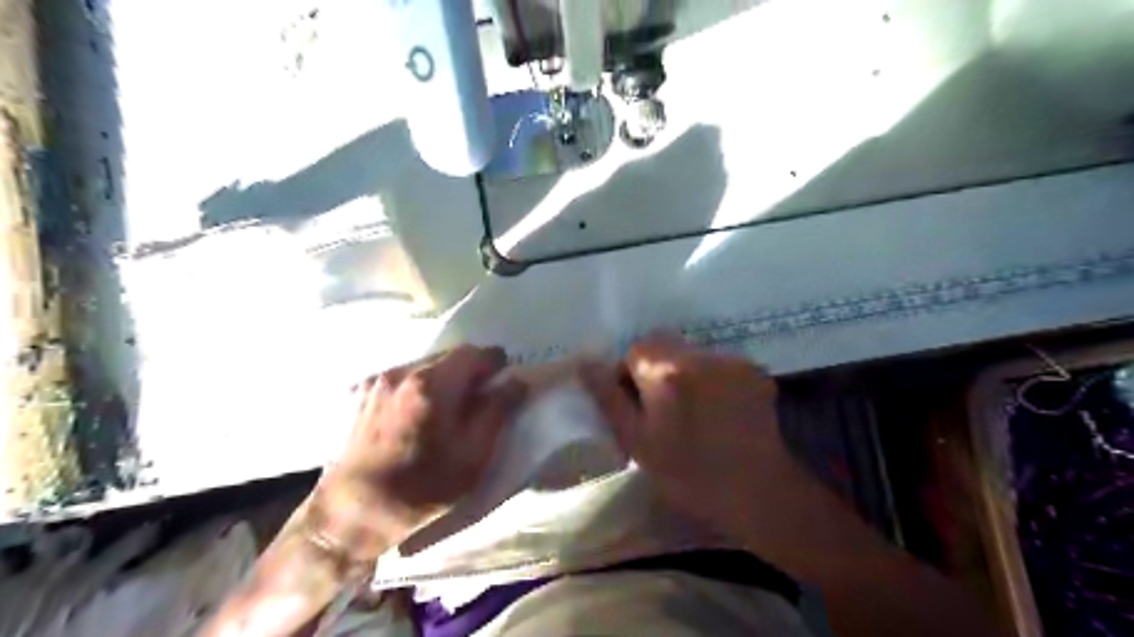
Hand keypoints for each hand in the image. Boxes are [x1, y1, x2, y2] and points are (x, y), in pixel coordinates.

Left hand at [307, 345, 523, 560]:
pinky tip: (417, 415)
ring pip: (424, 365)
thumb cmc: (422, 488)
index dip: (494, 362)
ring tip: (447, 408)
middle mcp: (403, 372)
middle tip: (478, 397)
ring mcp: (378, 381)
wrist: (353, 514)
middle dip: (469, 370)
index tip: (502, 379)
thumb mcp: (473, 455)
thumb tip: (517, 380)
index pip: (474, 352)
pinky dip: (418, 387)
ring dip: (443, 378)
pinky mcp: (361, 394)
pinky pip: (402, 378)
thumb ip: (498, 410)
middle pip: (448, 356)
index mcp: (433, 384)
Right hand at [584, 339, 814, 547]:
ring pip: (691, 353)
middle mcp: (700, 356)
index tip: (635, 405)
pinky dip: (709, 379)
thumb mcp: (637, 441)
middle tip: (660, 407)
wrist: (758, 493)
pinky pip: (717, 364)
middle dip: (655, 368)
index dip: (629, 374)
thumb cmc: (689, 474)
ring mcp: (731, 361)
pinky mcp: (753, 371)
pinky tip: (716, 409)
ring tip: (691, 410)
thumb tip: (585, 363)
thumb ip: (608, 398)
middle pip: (664, 344)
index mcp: (666, 372)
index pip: (635, 349)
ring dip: (682, 372)